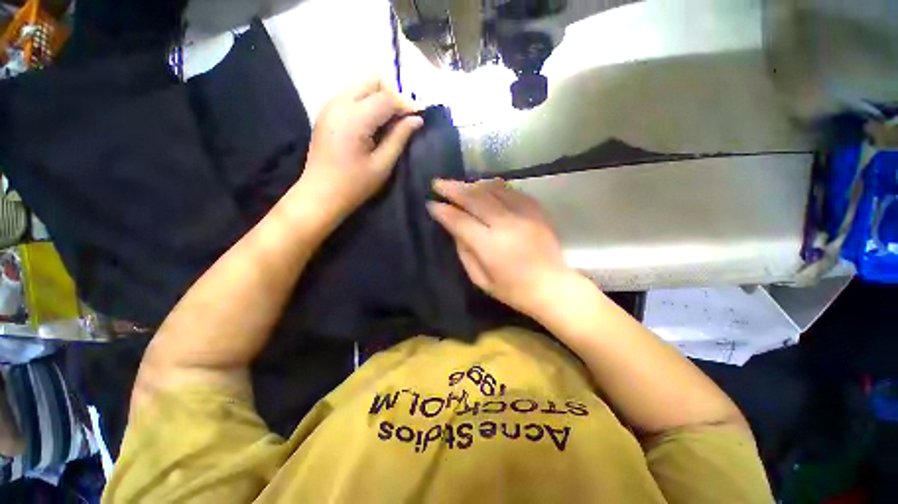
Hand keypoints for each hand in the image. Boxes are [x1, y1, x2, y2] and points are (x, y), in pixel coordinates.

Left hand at [298, 77, 422, 222]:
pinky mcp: (326, 111)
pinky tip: (373, 124)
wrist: (320, 194)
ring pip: (361, 83)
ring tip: (390, 122)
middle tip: (402, 119)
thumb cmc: (354, 185)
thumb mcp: (382, 165)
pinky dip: (367, 101)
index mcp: (354, 118)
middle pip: (371, 78)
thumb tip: (416, 120)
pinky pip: (351, 94)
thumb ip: (399, 138)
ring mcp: (329, 104)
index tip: (419, 117)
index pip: (386, 97)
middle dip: (392, 94)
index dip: (406, 104)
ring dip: (379, 96)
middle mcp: (339, 102)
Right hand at [427, 179, 576, 316]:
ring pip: (493, 189)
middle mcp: (506, 224)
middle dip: (453, 189)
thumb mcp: (481, 279)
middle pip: (475, 198)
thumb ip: (465, 252)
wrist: (552, 287)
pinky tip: (485, 188)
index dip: (443, 211)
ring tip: (459, 185)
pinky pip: (511, 191)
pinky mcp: (536, 210)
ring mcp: (524, 214)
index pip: (460, 221)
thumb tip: (455, 228)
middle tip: (438, 183)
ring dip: (472, 185)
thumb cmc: (513, 290)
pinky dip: (494, 187)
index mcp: (490, 246)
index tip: (431, 204)